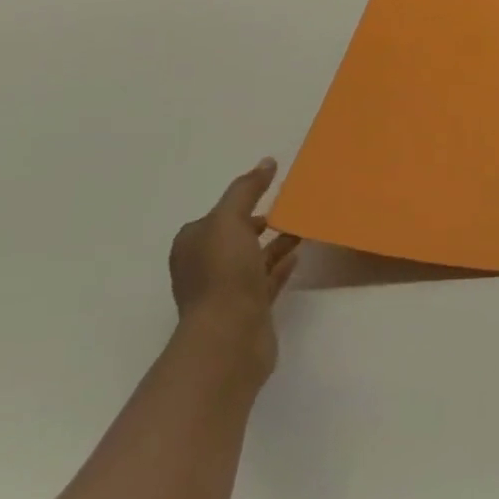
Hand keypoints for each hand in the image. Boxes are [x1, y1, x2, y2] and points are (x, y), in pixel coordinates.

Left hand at [169, 158, 301, 381]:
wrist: (229, 336)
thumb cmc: (223, 274)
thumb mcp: (230, 220)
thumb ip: (247, 189)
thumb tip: (267, 162)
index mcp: (193, 243)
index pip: (218, 215)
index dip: (243, 201)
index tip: (274, 190)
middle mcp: (205, 266)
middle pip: (236, 236)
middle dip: (261, 221)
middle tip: (294, 207)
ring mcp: (226, 290)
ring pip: (254, 258)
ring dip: (276, 242)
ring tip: (305, 227)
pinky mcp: (248, 308)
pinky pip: (267, 279)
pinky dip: (282, 265)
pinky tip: (300, 254)